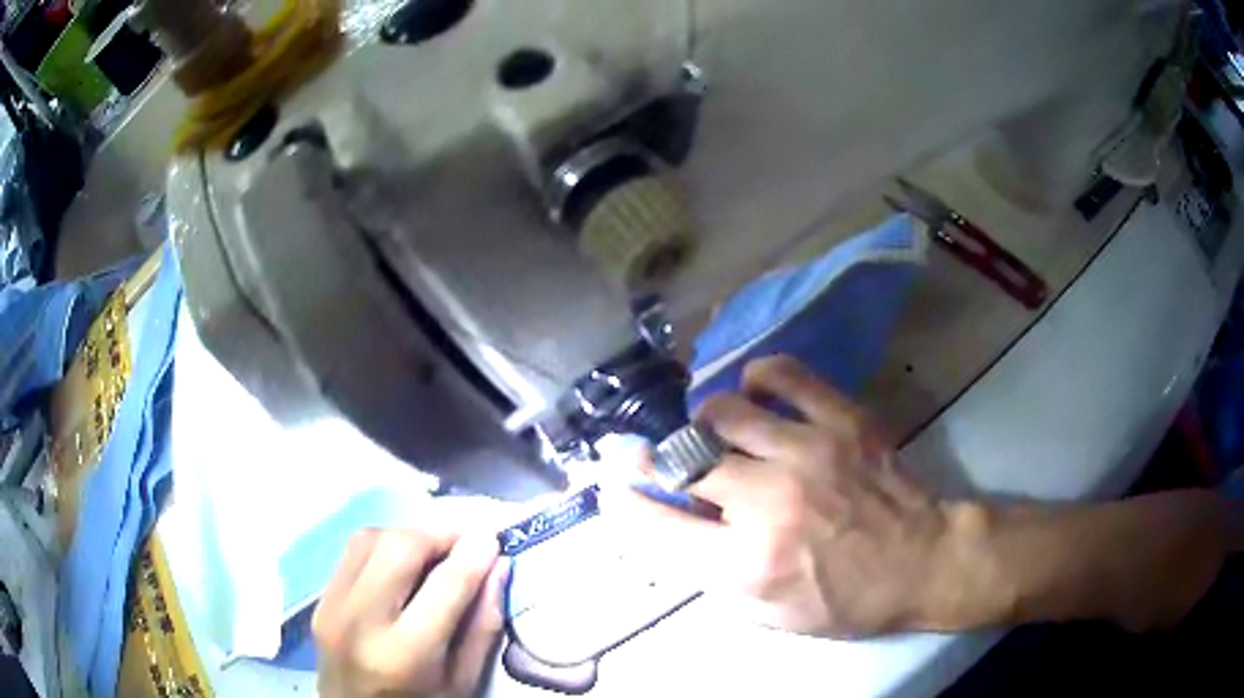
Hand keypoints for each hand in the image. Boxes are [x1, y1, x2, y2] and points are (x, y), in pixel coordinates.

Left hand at [313, 528, 509, 697]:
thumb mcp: (463, 681)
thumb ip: (483, 626)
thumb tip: (498, 567)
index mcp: (403, 654)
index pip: (444, 586)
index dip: (473, 556)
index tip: (493, 540)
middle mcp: (360, 622)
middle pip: (398, 548)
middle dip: (436, 538)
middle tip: (462, 547)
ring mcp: (332, 607)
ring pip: (369, 539)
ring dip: (407, 538)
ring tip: (432, 555)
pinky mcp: (320, 600)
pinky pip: (352, 553)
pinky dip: (382, 548)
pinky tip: (400, 567)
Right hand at [622, 355, 962, 637]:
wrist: (924, 561)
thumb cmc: (847, 599)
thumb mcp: (770, 615)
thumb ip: (711, 578)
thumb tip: (668, 529)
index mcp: (749, 564)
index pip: (656, 526)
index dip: (624, 503)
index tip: (615, 488)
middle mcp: (770, 503)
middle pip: (683, 463)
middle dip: (659, 460)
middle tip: (665, 460)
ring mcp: (809, 453)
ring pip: (723, 412)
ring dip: (706, 424)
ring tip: (716, 434)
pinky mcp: (843, 420)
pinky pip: (783, 375)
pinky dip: (758, 380)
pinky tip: (757, 395)